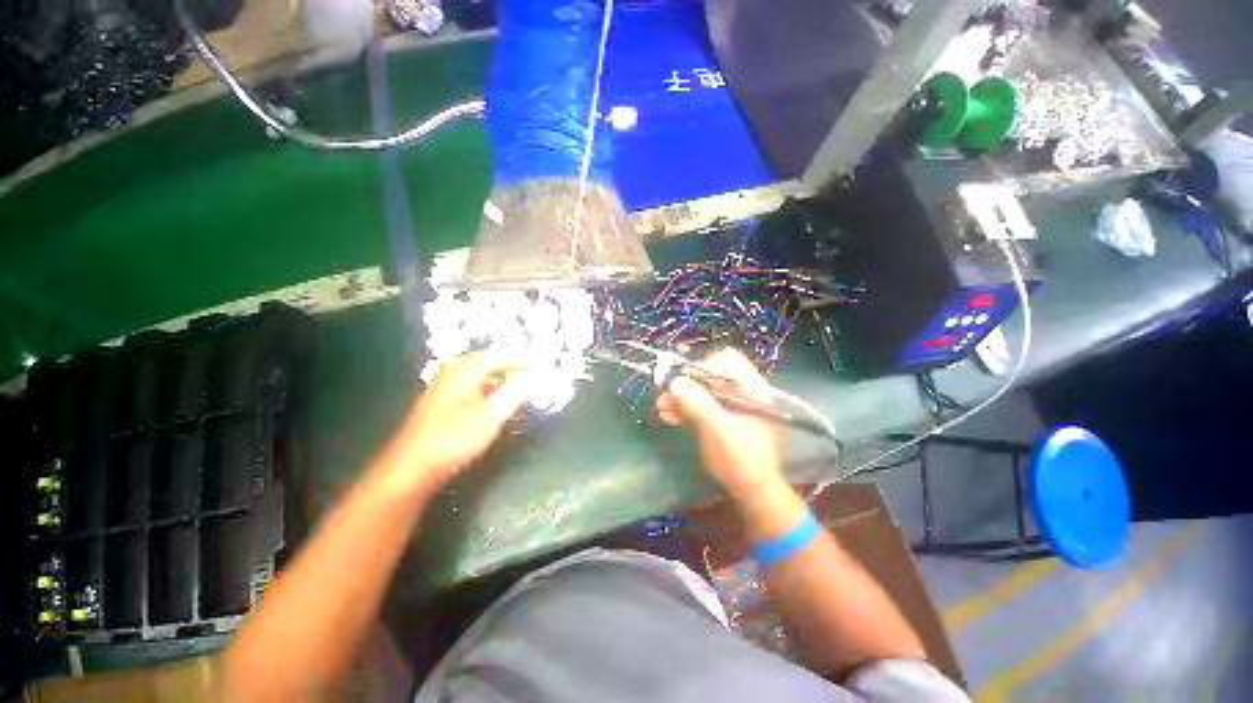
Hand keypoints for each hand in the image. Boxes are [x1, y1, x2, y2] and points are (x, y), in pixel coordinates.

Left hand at [376, 353, 526, 494]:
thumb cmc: (455, 437)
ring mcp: (443, 388)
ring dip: (499, 382)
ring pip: (478, 377)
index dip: (520, 360)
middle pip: (487, 364)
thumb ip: (515, 393)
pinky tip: (493, 406)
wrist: (412, 467)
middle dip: (510, 369)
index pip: (498, 355)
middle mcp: (452, 373)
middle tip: (528, 379)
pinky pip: (470, 389)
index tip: (537, 367)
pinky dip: (486, 392)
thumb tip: (532, 377)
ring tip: (516, 392)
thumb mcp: (492, 414)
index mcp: (464, 370)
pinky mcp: (440, 405)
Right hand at [656, 348, 784, 499]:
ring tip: (662, 408)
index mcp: (753, 390)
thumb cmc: (741, 461)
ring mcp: (734, 405)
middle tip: (665, 396)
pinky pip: (703, 404)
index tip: (684, 381)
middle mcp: (744, 392)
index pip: (729, 360)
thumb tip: (675, 381)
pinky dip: (687, 408)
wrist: (753, 493)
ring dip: (682, 397)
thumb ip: (699, 405)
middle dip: (687, 385)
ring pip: (704, 390)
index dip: (704, 366)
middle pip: (712, 375)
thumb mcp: (719, 431)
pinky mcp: (724, 417)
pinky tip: (671, 416)